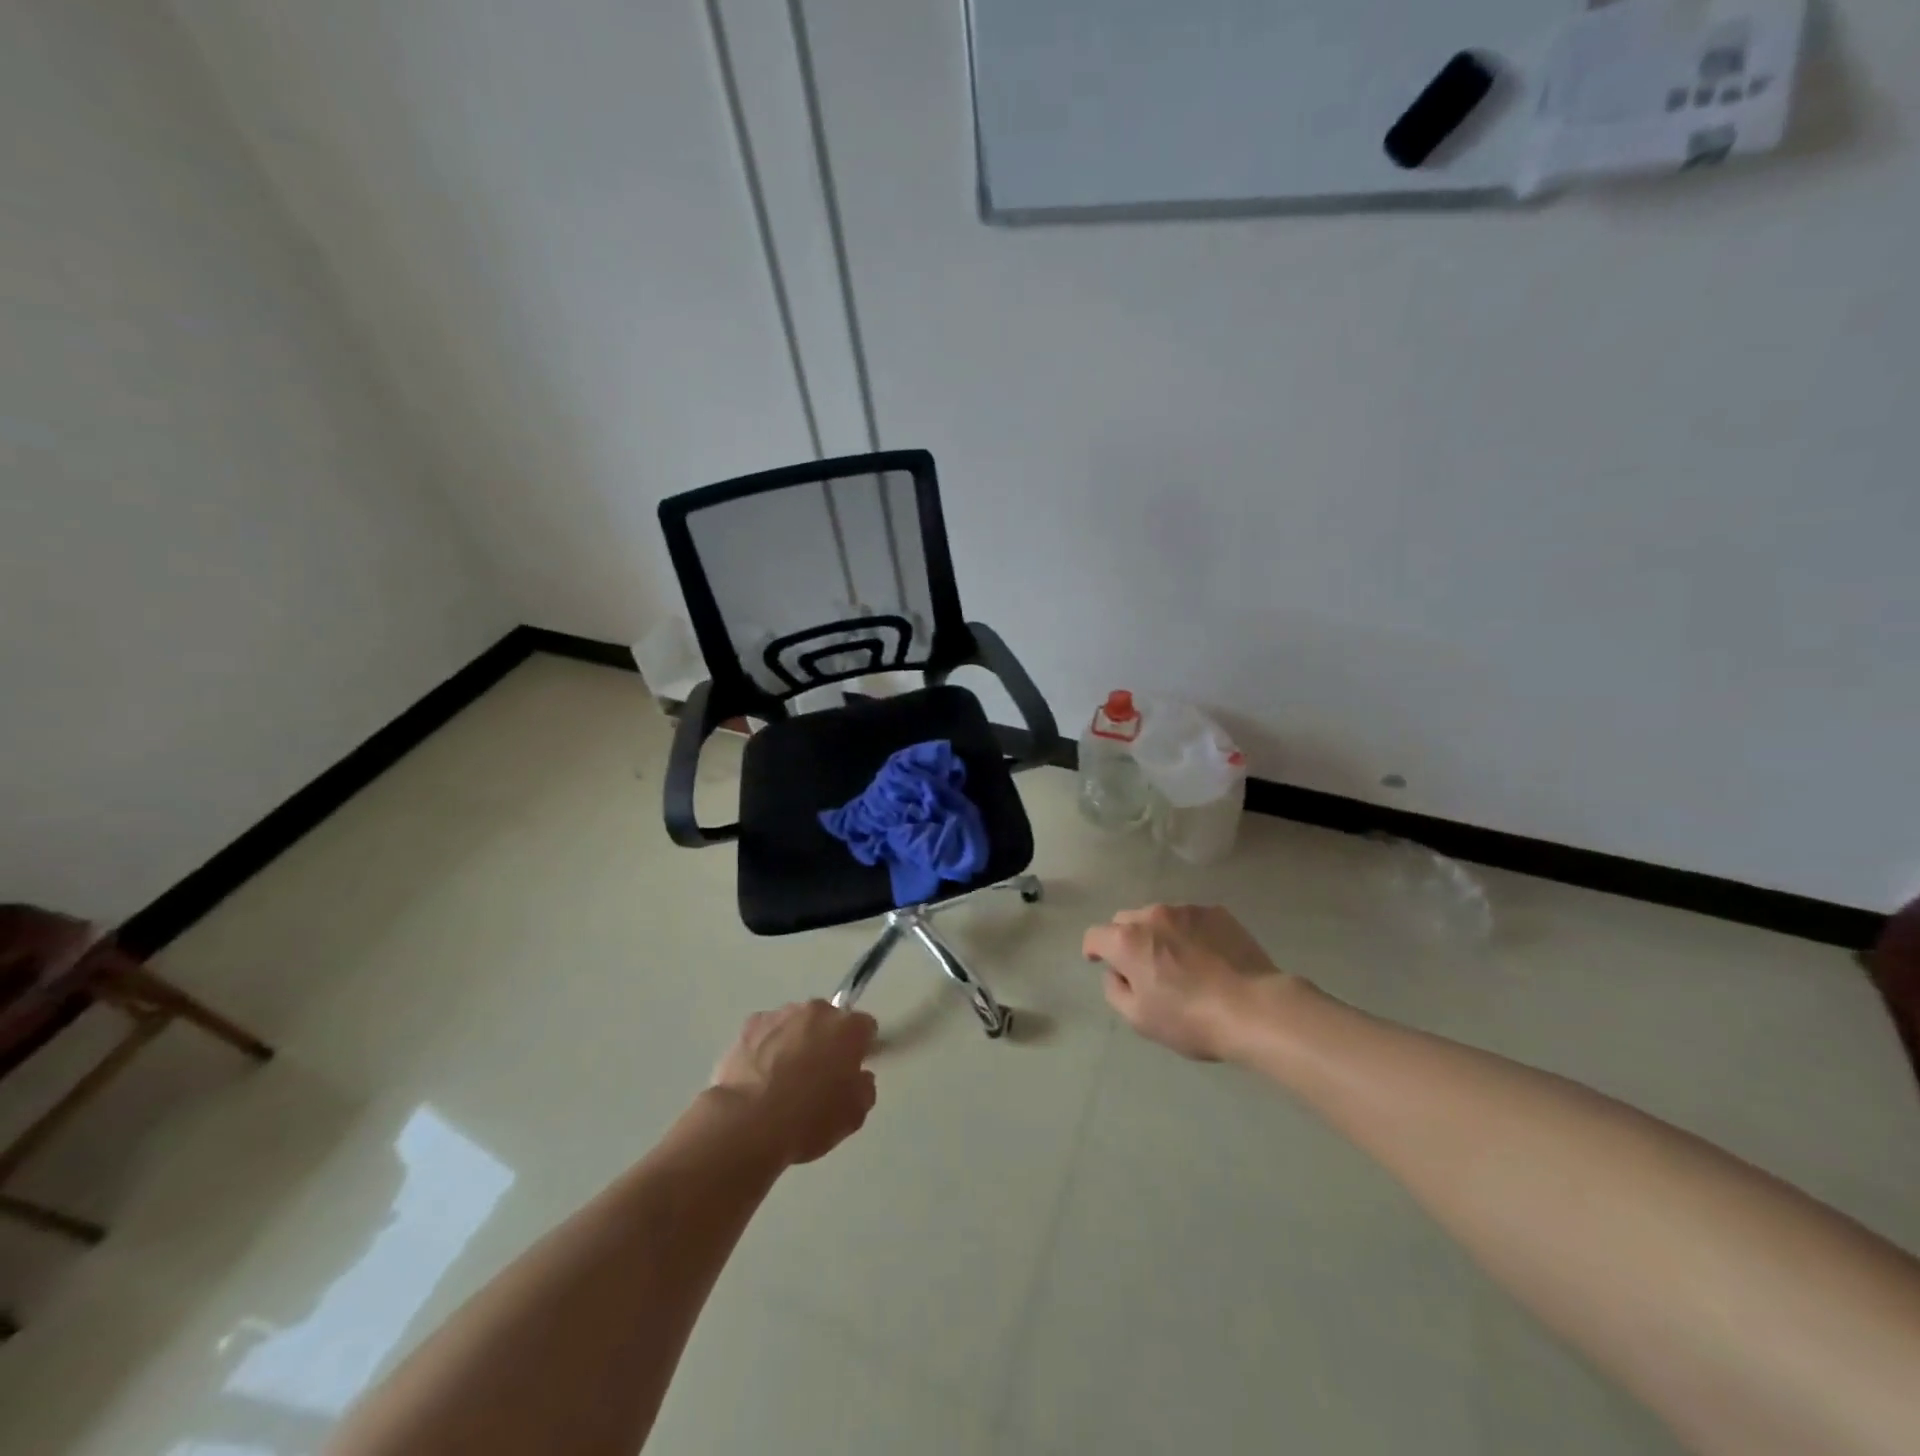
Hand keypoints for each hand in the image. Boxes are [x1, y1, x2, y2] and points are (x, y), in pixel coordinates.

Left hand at [710, 1001, 878, 1165]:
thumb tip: (859, 1077)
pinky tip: (759, 1074)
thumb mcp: (854, 1116)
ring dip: (797, 1040)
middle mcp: (818, 1011)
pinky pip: (767, 1031)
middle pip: (830, 1020)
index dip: (861, 1048)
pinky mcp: (750, 1025)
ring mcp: (781, 1014)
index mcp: (849, 1028)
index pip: (865, 1027)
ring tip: (783, 1078)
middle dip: (828, 1040)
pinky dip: (767, 1045)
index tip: (852, 1070)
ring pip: (797, 1023)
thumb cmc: (808, 1120)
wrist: (748, 1124)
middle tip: (818, 1076)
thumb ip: (865, 1088)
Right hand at [1082, 904, 1284, 1060]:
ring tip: (1180, 961)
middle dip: (1126, 940)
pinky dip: (1189, 932)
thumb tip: (1116, 973)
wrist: (1254, 1009)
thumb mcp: (1140, 1019)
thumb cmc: (1190, 1019)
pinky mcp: (1217, 912)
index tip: (1099, 962)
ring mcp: (1186, 909)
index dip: (1093, 950)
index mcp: (1127, 940)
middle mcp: (1152, 915)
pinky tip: (1207, 956)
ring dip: (1159, 934)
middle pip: (1125, 920)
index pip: (1094, 935)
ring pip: (1159, 916)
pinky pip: (1191, 918)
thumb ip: (1115, 991)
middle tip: (1143, 967)